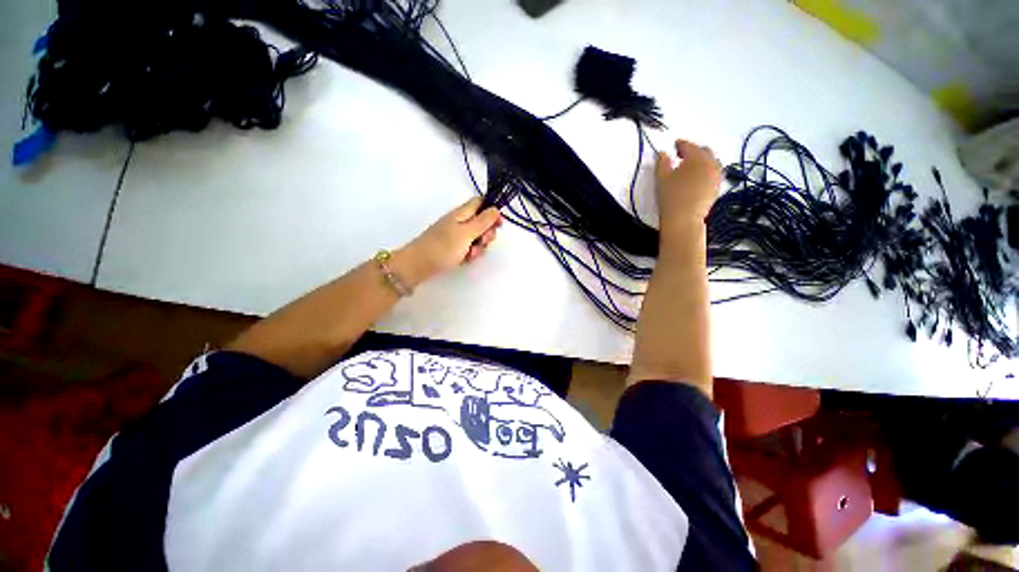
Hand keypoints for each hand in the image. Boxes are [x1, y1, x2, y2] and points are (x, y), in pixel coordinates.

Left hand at [399, 197, 501, 283]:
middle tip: (482, 242)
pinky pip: (468, 248)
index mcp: (462, 213)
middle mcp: (460, 221)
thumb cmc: (443, 247)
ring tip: (471, 255)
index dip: (492, 211)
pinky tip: (466, 260)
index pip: (481, 202)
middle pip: (481, 222)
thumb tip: (496, 208)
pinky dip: (470, 253)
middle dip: (487, 233)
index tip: (498, 225)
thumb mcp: (467, 232)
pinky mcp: (453, 247)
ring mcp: (456, 235)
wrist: (418, 265)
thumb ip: (483, 221)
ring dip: (479, 246)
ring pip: (476, 237)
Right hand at [655, 139, 721, 233]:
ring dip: (702, 161)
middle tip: (682, 156)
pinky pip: (714, 173)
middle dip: (694, 151)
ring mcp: (716, 175)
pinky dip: (706, 171)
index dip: (681, 144)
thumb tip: (663, 153)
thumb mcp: (661, 178)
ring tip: (691, 167)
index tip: (674, 145)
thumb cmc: (671, 196)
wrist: (684, 218)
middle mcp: (710, 163)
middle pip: (704, 151)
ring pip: (712, 162)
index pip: (689, 145)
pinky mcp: (717, 187)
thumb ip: (662, 162)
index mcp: (696, 157)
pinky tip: (698, 178)